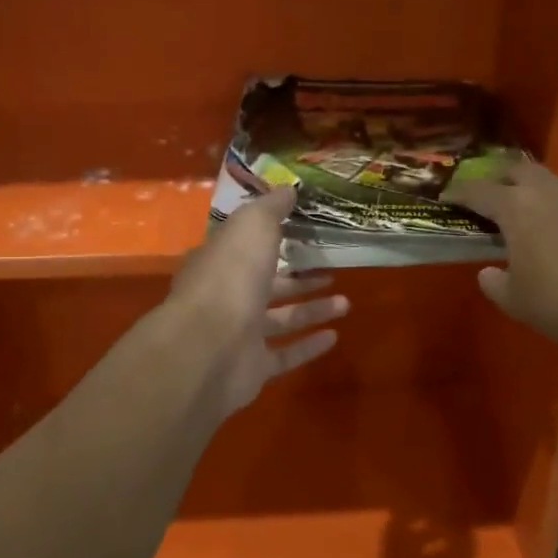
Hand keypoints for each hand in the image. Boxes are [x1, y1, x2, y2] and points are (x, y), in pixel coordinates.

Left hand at [167, 187, 349, 419]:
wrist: (210, 346)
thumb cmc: (231, 275)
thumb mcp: (253, 225)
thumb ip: (271, 208)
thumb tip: (288, 189)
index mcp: (220, 261)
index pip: (246, 247)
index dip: (272, 239)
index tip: (302, 232)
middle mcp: (227, 297)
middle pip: (267, 285)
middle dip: (299, 278)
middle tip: (331, 270)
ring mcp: (239, 335)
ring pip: (280, 320)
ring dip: (312, 310)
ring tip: (346, 303)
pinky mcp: (253, 368)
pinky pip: (285, 354)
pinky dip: (309, 346)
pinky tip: (335, 336)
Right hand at [444, 161, 557, 361]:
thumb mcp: (516, 301)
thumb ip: (495, 283)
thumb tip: (488, 273)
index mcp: (517, 208)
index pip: (479, 190)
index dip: (460, 193)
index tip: (449, 198)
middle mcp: (553, 190)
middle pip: (520, 170)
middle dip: (505, 180)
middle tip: (499, 198)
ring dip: (548, 196)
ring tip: (548, 220)